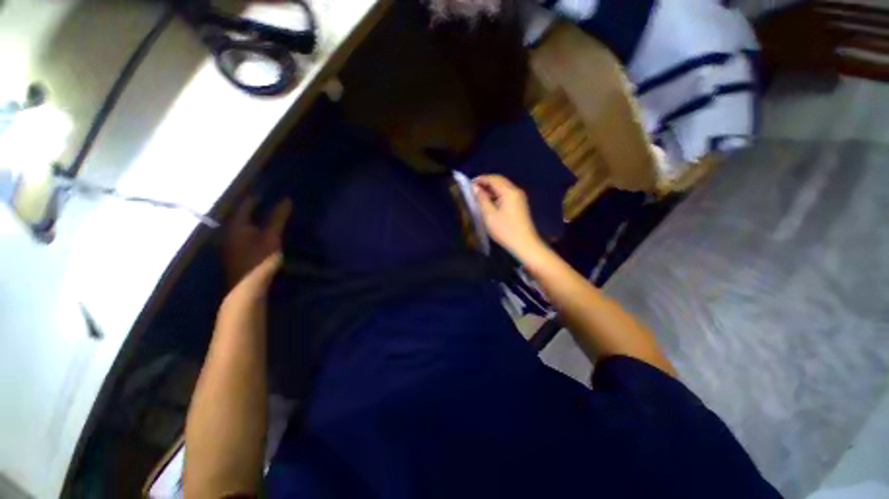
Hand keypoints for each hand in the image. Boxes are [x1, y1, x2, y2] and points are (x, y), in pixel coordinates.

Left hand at [221, 197, 291, 292]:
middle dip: (254, 209)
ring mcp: (231, 245)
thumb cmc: (259, 258)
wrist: (247, 287)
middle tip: (268, 204)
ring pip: (242, 227)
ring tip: (266, 218)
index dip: (255, 198)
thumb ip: (278, 218)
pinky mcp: (236, 255)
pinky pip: (244, 237)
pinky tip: (261, 235)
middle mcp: (229, 232)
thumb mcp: (272, 236)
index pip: (244, 205)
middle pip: (241, 216)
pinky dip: (253, 232)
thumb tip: (286, 199)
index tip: (266, 194)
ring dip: (254, 221)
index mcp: (236, 225)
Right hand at [472, 174, 545, 261]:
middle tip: (472, 190)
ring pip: (503, 188)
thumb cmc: (505, 230)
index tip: (468, 184)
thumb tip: (475, 188)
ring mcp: (519, 198)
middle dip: (486, 183)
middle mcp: (516, 191)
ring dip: (491, 189)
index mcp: (509, 191)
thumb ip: (481, 199)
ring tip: (479, 197)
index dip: (480, 179)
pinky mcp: (520, 205)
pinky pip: (506, 194)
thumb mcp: (489, 215)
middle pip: (499, 181)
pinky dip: (496, 195)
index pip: (493, 178)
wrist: (524, 244)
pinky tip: (489, 203)